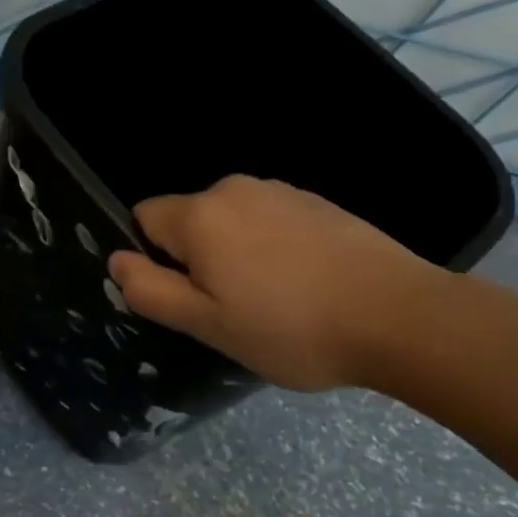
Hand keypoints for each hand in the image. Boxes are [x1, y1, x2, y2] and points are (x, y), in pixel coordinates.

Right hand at [107, 175, 443, 391]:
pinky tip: (306, 285)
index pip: (143, 219)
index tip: (189, 296)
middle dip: (196, 259)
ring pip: (230, 222)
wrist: (402, 316)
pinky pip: (269, 222)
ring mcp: (281, 191)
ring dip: (236, 254)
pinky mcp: (318, 202)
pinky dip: (272, 249)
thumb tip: (115, 260)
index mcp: (200, 214)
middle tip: (232, 309)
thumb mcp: (206, 324)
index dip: (154, 260)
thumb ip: (149, 290)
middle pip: (188, 220)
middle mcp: (235, 188)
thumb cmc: (291, 327)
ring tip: (275, 301)